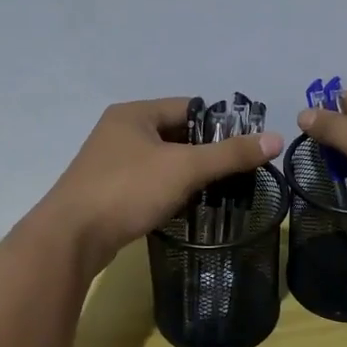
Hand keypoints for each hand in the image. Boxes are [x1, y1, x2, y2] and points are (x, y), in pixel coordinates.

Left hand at [35, 98, 282, 271]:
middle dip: (205, 153)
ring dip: (188, 175)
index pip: (189, 107)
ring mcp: (110, 163)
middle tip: (237, 172)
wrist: (71, 238)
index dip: (220, 124)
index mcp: (134, 114)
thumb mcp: (185, 168)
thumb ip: (230, 154)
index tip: (246, 146)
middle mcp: (119, 132)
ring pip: (162, 162)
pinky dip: (169, 192)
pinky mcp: (107, 192)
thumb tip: (276, 138)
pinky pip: (148, 184)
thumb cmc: (127, 190)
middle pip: (176, 135)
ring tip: (220, 192)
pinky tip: (188, 207)